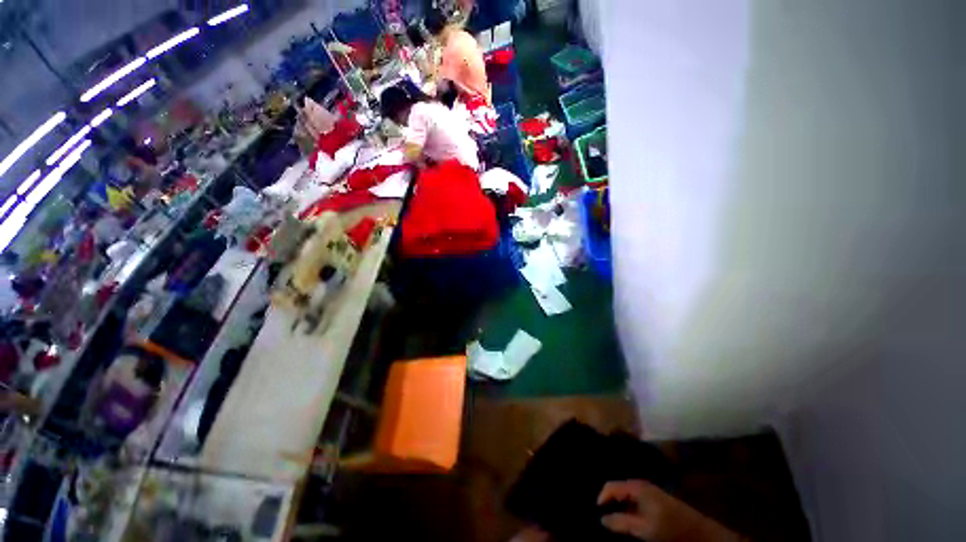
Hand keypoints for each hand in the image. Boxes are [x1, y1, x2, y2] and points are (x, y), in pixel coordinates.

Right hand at [598, 480, 744, 541]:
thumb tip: (601, 519)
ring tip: (613, 520)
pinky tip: (627, 519)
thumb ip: (621, 523)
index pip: (610, 486)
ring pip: (625, 496)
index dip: (601, 499)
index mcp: (636, 486)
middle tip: (602, 518)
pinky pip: (633, 500)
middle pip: (617, 490)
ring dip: (618, 507)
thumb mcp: (644, 529)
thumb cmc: (670, 528)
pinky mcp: (654, 498)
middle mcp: (640, 484)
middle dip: (609, 503)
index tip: (595, 514)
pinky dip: (627, 508)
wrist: (699, 531)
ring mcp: (648, 491)